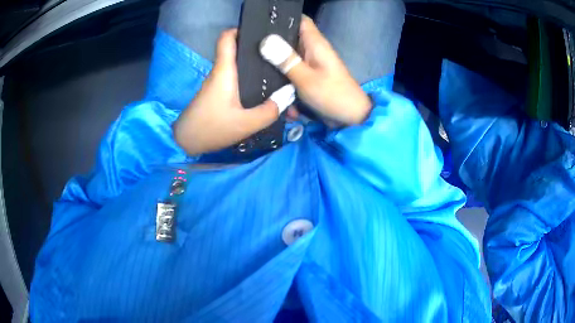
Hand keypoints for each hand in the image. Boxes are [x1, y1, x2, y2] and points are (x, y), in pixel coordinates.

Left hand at [174, 30, 294, 154]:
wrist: (186, 142)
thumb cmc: (212, 128)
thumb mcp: (245, 124)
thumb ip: (269, 111)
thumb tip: (287, 97)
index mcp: (225, 71)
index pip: (227, 38)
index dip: (242, 30)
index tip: (262, 34)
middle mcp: (221, 72)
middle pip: (239, 50)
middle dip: (259, 50)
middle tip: (280, 56)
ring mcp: (218, 82)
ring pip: (239, 66)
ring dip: (256, 67)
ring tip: (277, 72)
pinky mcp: (218, 92)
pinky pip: (236, 79)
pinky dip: (249, 80)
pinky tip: (263, 89)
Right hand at [260, 16, 371, 126]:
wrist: (351, 118)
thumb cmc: (332, 95)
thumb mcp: (306, 78)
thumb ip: (285, 60)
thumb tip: (265, 41)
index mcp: (315, 43)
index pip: (299, 20)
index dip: (281, 18)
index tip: (260, 24)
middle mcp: (311, 50)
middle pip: (288, 39)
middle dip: (271, 47)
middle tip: (250, 53)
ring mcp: (310, 64)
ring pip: (287, 59)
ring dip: (276, 69)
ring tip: (259, 74)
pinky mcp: (308, 77)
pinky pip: (291, 74)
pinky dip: (285, 83)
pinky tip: (276, 94)